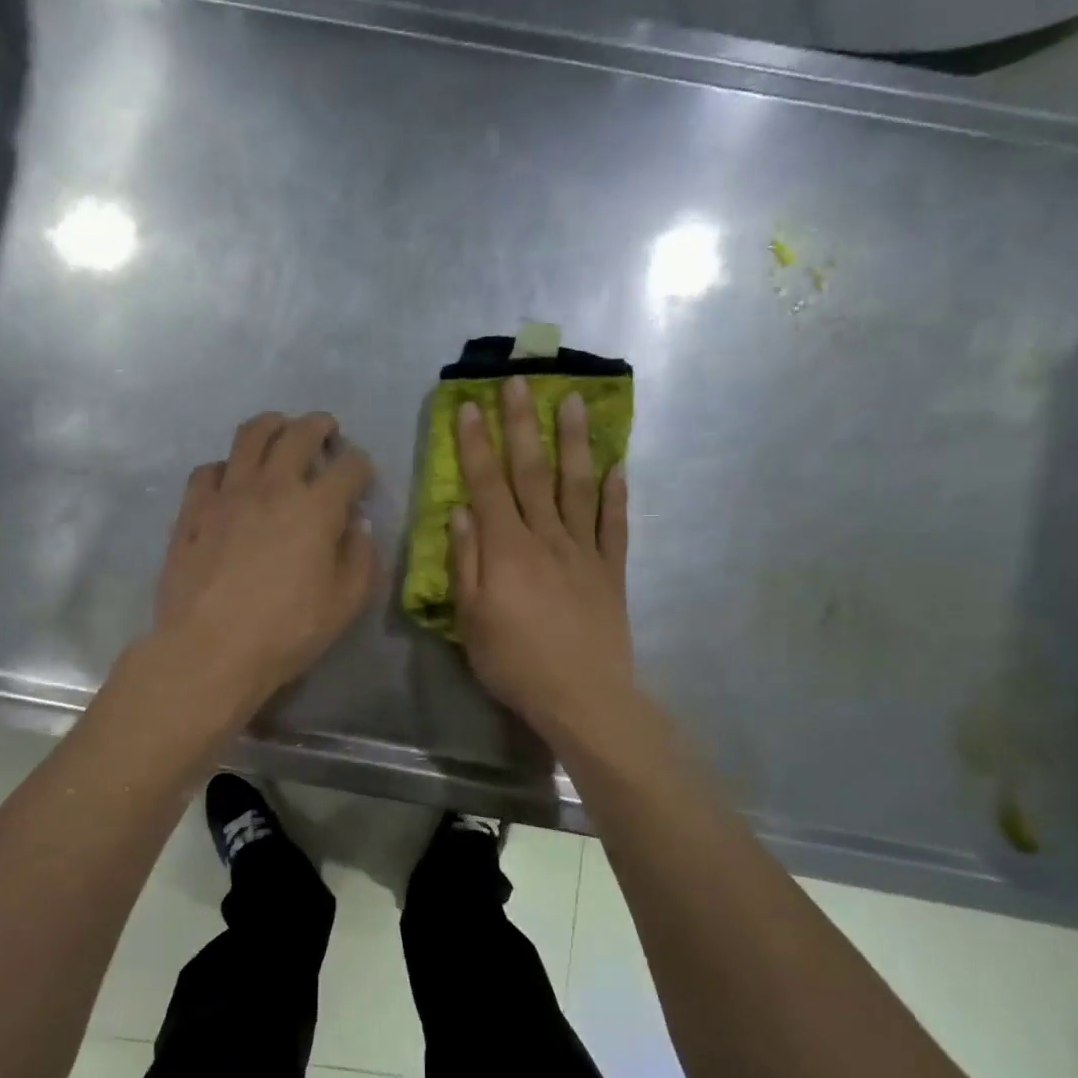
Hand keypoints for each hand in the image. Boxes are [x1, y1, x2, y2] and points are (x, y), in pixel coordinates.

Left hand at [151, 411, 377, 714]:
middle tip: (325, 429)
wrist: (209, 651)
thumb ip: (360, 558)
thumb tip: (355, 526)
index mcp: (316, 508)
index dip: (360, 466)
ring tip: (279, 429)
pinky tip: (230, 479)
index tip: (360, 475)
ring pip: (249, 437)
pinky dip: (226, 466)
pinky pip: (209, 470)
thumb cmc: (286, 632)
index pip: (349, 467)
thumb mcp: (345, 604)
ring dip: (271, 425)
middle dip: (318, 425)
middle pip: (298, 434)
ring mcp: (227, 494)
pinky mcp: (193, 511)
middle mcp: (272, 487)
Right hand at [451, 376, 633, 740]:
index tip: (468, 405)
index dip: (475, 443)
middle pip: (532, 471)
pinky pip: (614, 524)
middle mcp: (546, 537)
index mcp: (507, 549)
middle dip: (522, 423)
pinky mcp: (611, 571)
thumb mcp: (471, 619)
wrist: (582, 696)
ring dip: (574, 441)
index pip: (486, 483)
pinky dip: (616, 493)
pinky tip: (618, 465)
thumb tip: (460, 512)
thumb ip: (465, 562)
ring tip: (574, 401)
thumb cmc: (514, 662)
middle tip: (519, 381)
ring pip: (577, 485)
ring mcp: (584, 551)